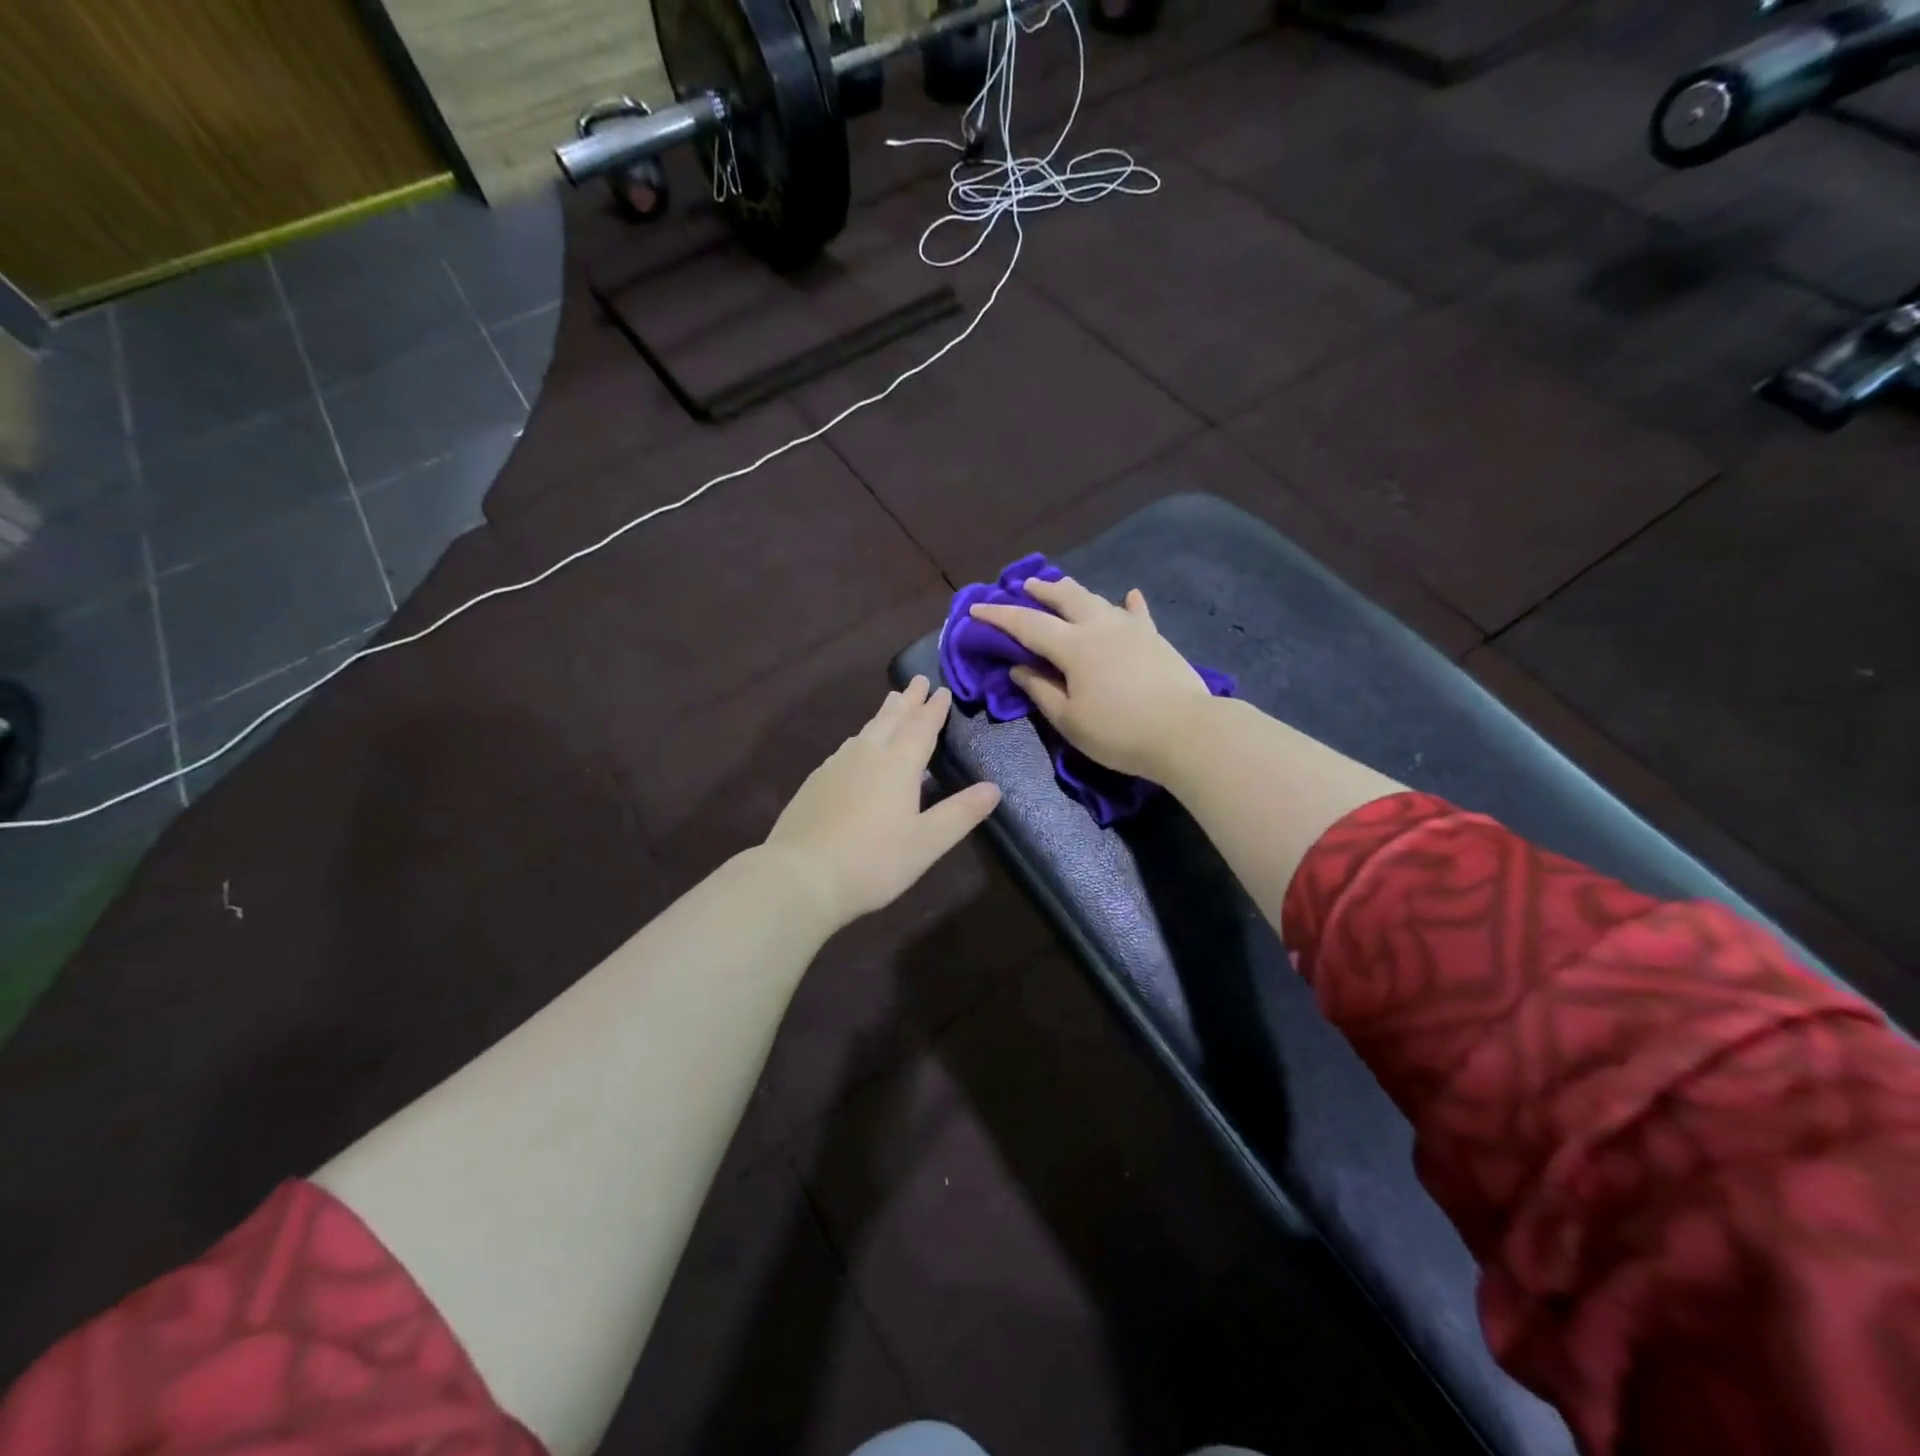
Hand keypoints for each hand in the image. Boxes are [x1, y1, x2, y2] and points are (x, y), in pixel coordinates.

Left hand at [765, 677, 1001, 926]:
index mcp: (898, 765)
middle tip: (917, 680)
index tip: (942, 690)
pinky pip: (846, 748)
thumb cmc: (873, 861)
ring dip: (883, 715)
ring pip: (865, 731)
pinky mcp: (815, 782)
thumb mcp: (927, 842)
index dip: (934, 709)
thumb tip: (993, 788)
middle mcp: (867, 755)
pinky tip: (856, 747)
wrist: (801, 875)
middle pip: (891, 719)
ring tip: (891, 703)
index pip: (922, 728)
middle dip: (908, 700)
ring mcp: (836, 766)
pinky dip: (860, 738)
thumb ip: (960, 813)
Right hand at [970, 576, 1214, 778]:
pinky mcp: (1156, 639)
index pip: (1027, 624)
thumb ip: (1041, 691)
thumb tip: (1019, 667)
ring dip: (1075, 593)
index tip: (976, 609)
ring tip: (1063, 590)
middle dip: (1042, 590)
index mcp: (1073, 646)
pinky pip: (1138, 614)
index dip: (999, 616)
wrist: (1186, 732)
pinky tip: (1130, 596)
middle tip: (1025, 586)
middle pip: (1065, 597)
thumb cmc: (1119, 732)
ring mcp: (1131, 629)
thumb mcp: (1069, 720)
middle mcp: (1100, 626)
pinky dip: (1129, 604)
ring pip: (1098, 600)